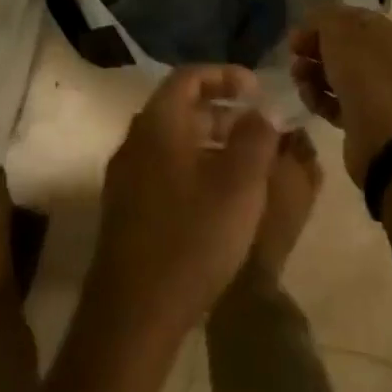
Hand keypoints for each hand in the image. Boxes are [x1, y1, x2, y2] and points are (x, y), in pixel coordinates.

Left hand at [89, 65, 280, 331]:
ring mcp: (126, 177)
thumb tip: (265, 110)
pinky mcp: (125, 211)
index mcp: (158, 122)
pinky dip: (193, 169)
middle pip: (180, 109)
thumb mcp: (239, 185)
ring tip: (246, 165)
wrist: (132, 316)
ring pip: (173, 142)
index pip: (189, 77)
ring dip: (210, 143)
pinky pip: (164, 170)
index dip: (225, 75)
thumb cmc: (191, 237)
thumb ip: (257, 138)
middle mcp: (135, 139)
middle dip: (222, 112)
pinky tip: (218, 201)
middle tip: (258, 128)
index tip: (257, 88)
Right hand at [289, 5, 391, 187]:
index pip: (351, 18)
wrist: (383, 140)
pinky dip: (320, 98)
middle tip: (293, 53)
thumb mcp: (338, 32)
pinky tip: (307, 97)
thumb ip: (323, 19)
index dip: (322, 21)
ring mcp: (379, 92)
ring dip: (313, 73)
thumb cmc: (364, 75)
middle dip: (314, 48)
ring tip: (297, 78)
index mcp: (390, 35)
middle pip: (343, 48)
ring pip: (338, 75)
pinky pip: (338, 102)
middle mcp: (389, 61)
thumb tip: (315, 23)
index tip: (298, 30)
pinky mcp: (366, 120)